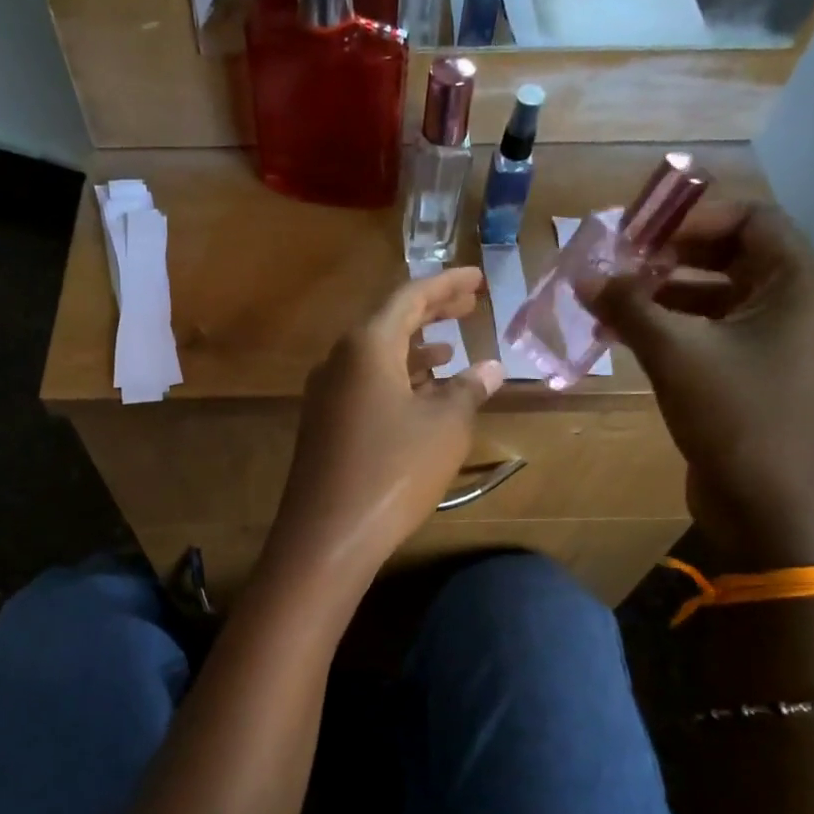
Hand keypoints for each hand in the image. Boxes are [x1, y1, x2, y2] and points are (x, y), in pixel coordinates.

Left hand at [266, 269, 503, 594]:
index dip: (447, 285)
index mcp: (366, 345)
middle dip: (431, 312)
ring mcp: (326, 393)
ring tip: (451, 349)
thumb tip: (488, 368)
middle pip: (389, 321)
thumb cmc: (394, 470)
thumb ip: (467, 389)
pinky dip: (397, 379)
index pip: (409, 296)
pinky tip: (421, 396)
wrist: (328, 533)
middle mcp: (339, 360)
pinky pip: (365, 384)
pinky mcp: (324, 424)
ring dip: (415, 349)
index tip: (478, 279)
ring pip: (376, 356)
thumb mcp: (445, 427)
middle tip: (469, 306)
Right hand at [582, 205, 813, 566]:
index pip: (746, 217)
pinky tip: (621, 333)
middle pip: (726, 253)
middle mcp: (790, 300)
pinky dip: (667, 325)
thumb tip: (584, 274)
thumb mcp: (675, 353)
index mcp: (795, 280)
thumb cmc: (734, 416)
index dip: (688, 216)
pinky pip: (705, 330)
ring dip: (660, 292)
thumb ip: (628, 307)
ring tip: (606, 298)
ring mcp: (770, 338)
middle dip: (667, 255)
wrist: (767, 504)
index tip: (633, 230)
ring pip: (711, 294)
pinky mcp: (748, 371)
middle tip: (613, 261)